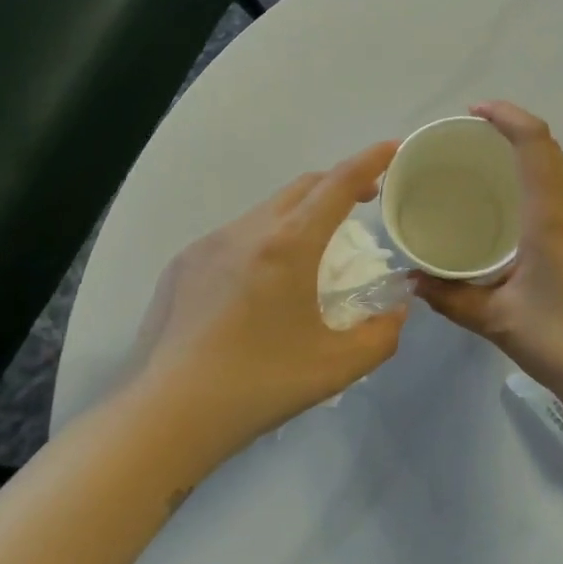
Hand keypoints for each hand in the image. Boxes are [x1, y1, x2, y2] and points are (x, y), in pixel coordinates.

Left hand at [132, 142, 407, 460]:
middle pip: (303, 187)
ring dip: (300, 215)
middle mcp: (248, 230)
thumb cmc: (258, 385)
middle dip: (338, 184)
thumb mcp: (337, 366)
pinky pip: (236, 236)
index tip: (394, 147)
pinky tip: (261, 286)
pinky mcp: (183, 264)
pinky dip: (264, 241)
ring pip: (267, 210)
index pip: (338, 184)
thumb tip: (397, 308)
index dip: (370, 160)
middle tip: (363, 202)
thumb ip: (382, 333)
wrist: (164, 416)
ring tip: (313, 252)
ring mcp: (209, 244)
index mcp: (289, 245)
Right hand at [414, 103, 562, 463]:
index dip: (506, 115)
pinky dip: (542, 182)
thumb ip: (449, 296)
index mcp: (554, 214)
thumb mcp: (497, 320)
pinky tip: (519, 211)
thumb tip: (412, 280)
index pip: (535, 141)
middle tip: (470, 141)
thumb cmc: (562, 342)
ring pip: (562, 169)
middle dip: (511, 132)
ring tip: (489, 169)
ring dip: (529, 157)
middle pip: (549, 148)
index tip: (474, 113)